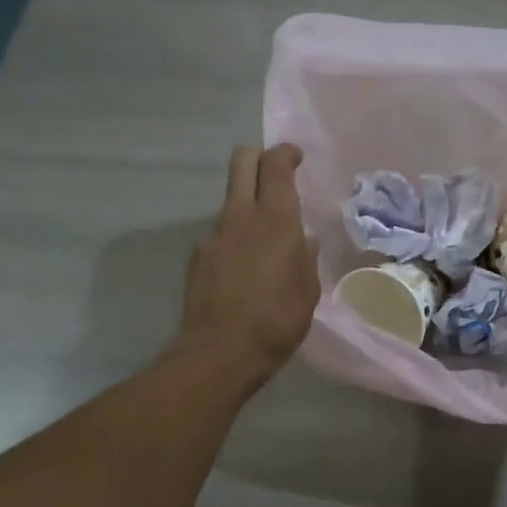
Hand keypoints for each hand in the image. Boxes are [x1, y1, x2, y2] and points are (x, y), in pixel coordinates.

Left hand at [180, 144, 320, 383]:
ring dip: (248, 206)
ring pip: (232, 201)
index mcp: (276, 221)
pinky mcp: (198, 257)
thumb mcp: (308, 290)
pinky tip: (244, 271)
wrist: (220, 352)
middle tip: (274, 173)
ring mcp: (214, 235)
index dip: (285, 153)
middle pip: (242, 163)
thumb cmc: (277, 321)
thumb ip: (305, 258)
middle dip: (257, 158)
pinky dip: (235, 240)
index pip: (276, 167)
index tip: (296, 156)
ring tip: (265, 242)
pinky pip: (221, 235)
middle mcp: (242, 217)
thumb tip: (303, 241)